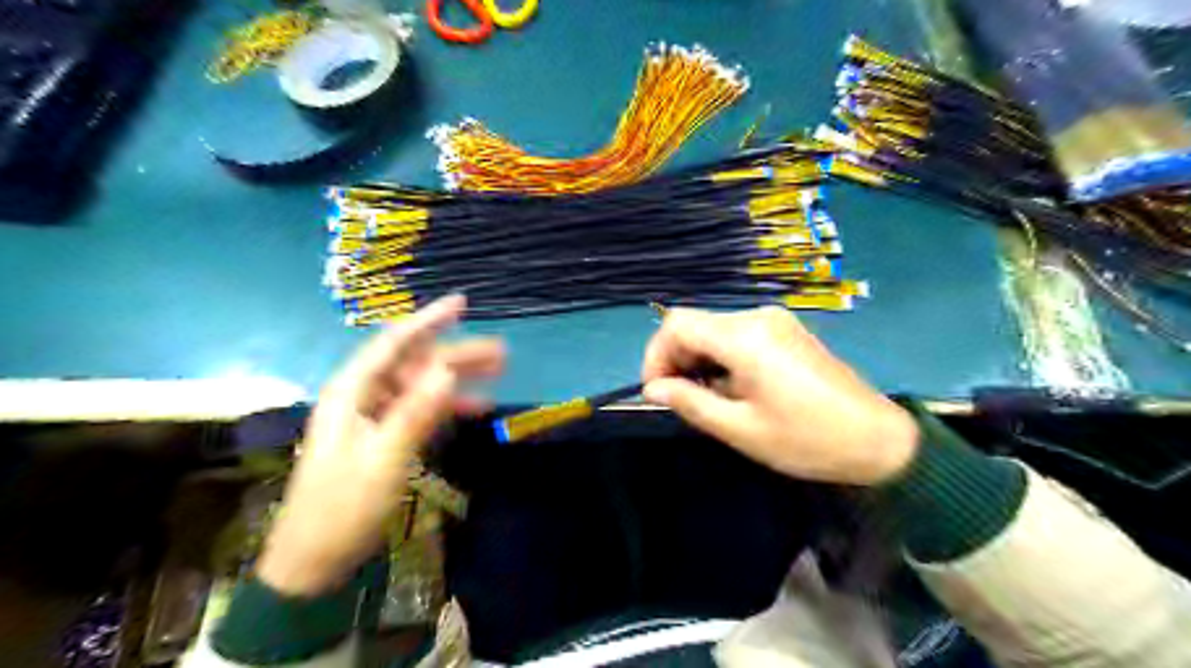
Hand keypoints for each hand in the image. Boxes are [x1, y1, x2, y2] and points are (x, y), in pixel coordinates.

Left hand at [258, 297, 502, 595]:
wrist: (314, 560)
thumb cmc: (344, 507)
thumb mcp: (385, 458)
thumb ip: (416, 412)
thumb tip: (448, 370)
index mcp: (352, 392)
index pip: (394, 343)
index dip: (428, 320)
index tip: (462, 303)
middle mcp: (362, 397)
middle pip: (414, 363)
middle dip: (457, 354)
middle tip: (500, 351)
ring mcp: (374, 418)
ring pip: (421, 385)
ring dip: (458, 378)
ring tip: (498, 373)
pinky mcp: (384, 438)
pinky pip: (420, 410)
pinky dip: (447, 406)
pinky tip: (476, 407)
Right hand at [648, 307, 914, 485]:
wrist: (877, 439)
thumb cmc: (806, 439)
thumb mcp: (740, 429)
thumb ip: (690, 403)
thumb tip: (654, 389)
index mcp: (745, 337)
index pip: (677, 324)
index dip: (656, 354)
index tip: (657, 392)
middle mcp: (757, 317)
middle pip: (694, 324)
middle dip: (675, 358)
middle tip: (677, 400)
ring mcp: (775, 321)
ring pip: (714, 329)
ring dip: (697, 359)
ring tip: (704, 399)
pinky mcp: (786, 331)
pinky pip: (737, 335)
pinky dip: (720, 357)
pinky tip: (730, 387)